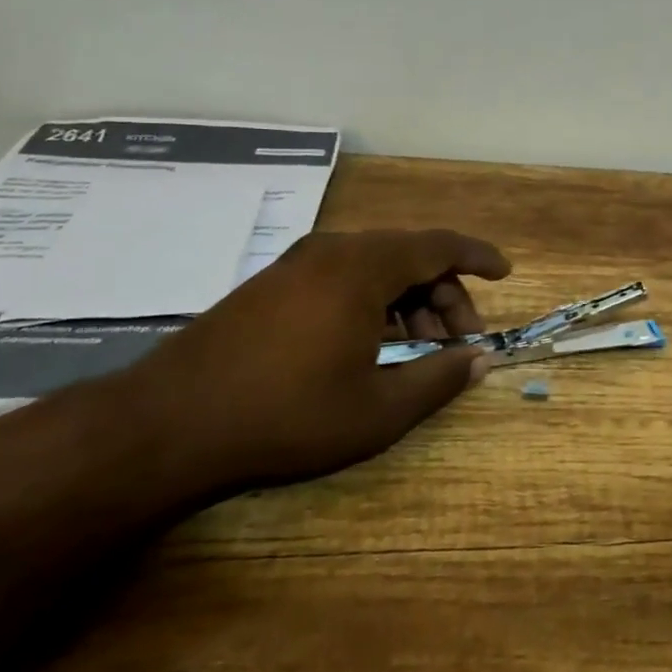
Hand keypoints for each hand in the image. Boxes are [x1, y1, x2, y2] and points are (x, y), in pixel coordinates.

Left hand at [107, 229, 511, 488]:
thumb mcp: (377, 410)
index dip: (478, 257)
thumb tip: (481, 361)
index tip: (505, 273)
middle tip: (459, 341)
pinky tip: (371, 344)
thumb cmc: (286, 416)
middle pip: (409, 256)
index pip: (438, 245)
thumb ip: (438, 379)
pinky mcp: (270, 285)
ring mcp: (295, 265)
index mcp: (362, 267)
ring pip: (374, 267)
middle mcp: (331, 251)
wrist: (166, 425)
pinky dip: (373, 302)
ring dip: (409, 300)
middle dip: (445, 294)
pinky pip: (341, 277)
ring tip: (418, 348)